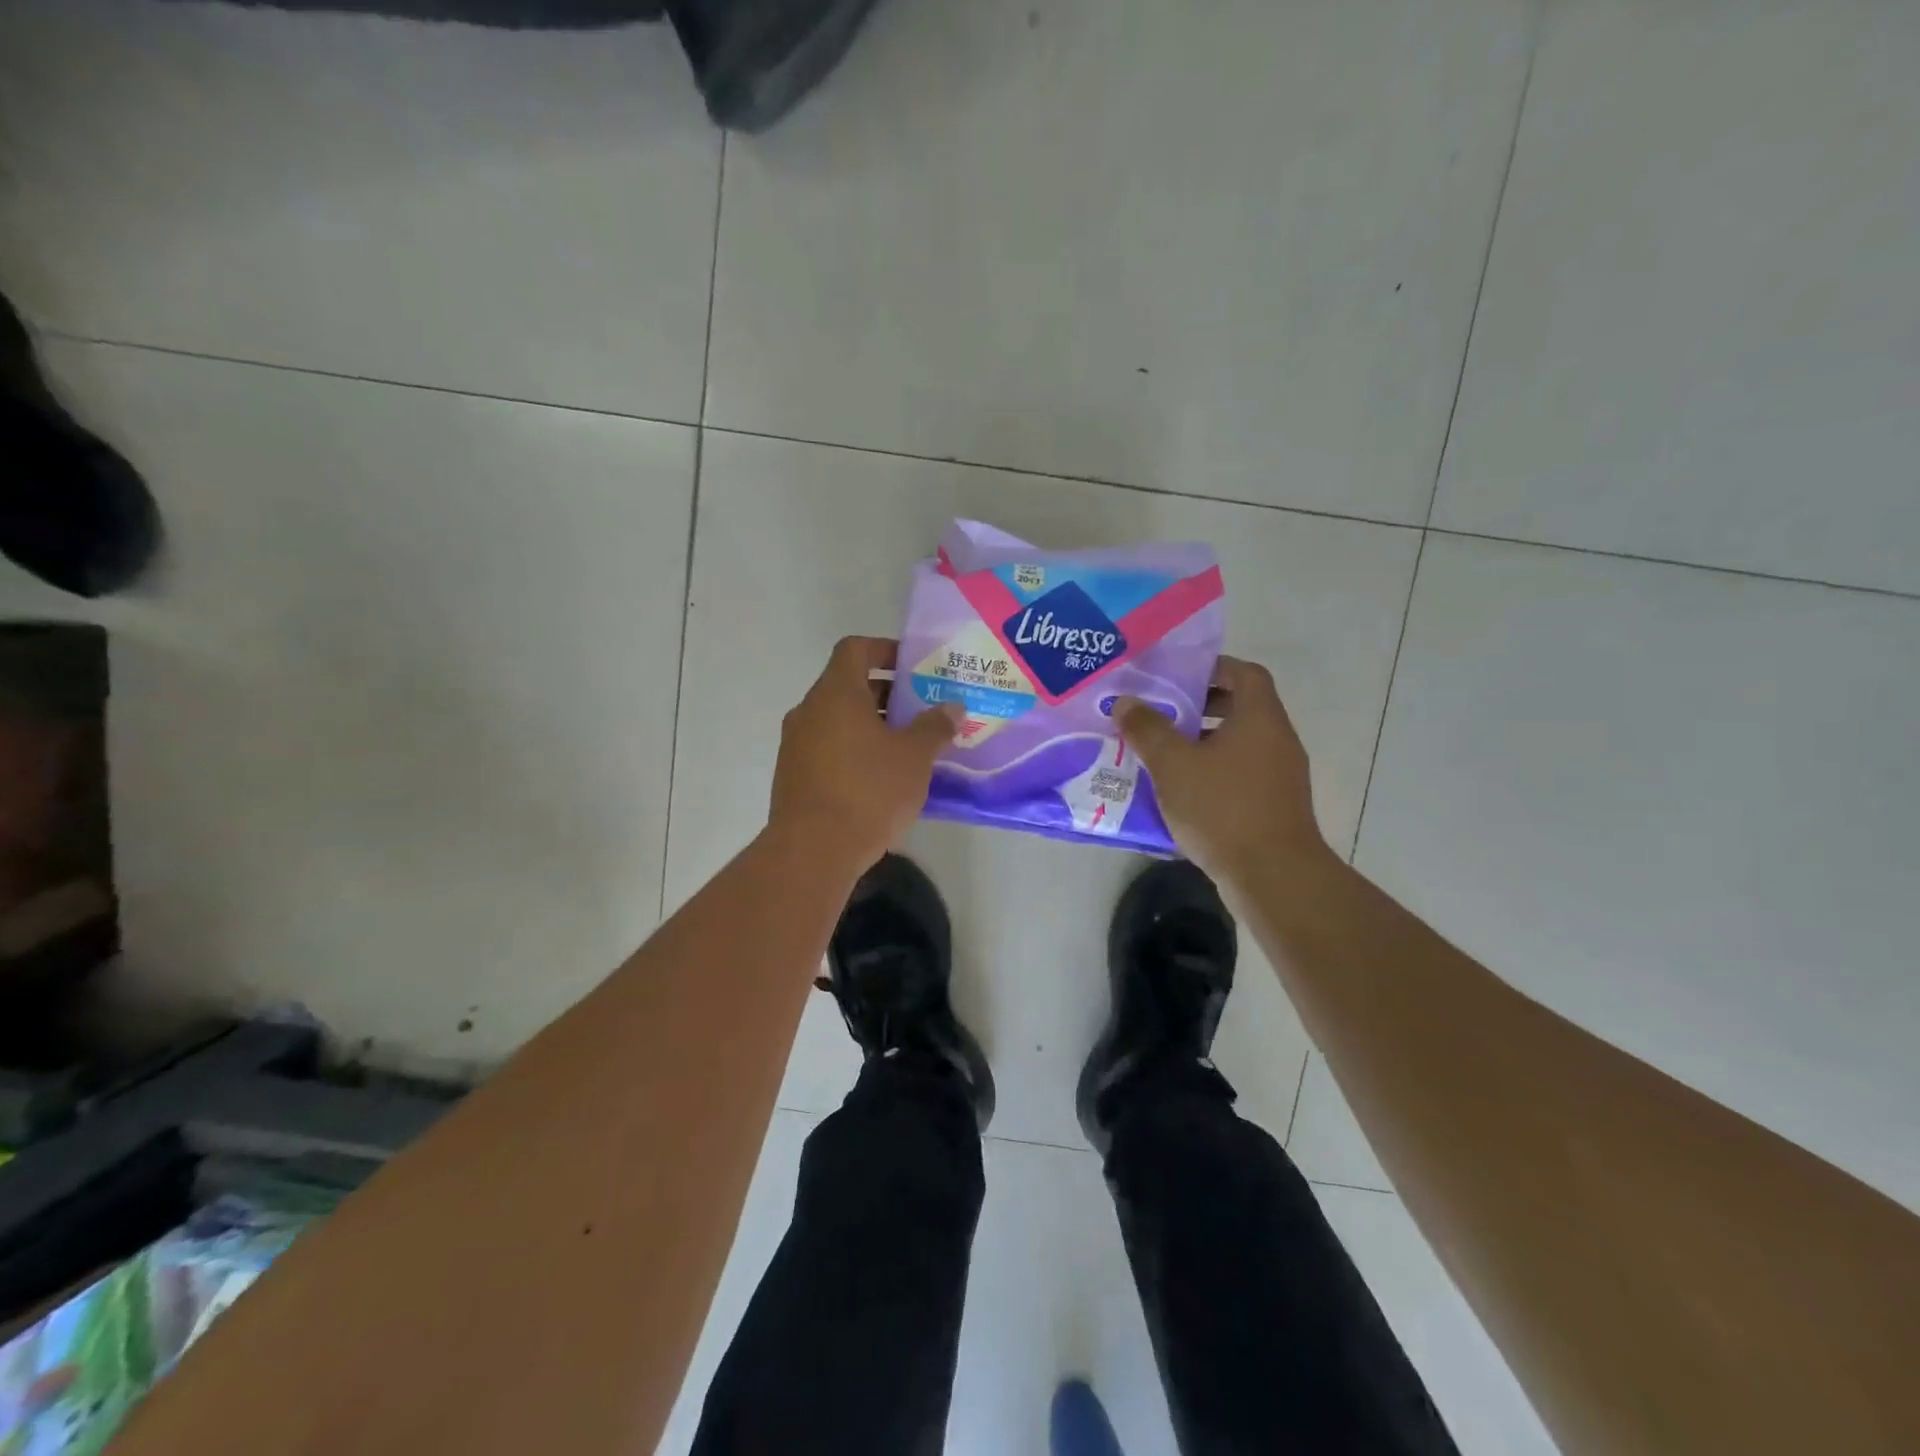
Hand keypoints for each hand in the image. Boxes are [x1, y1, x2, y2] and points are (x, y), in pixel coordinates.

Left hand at [768, 636, 962, 869]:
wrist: (813, 850)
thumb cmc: (868, 791)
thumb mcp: (914, 757)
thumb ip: (935, 726)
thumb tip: (953, 707)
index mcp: (835, 694)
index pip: (855, 649)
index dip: (884, 649)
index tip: (913, 665)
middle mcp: (809, 711)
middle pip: (848, 686)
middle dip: (887, 694)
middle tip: (923, 709)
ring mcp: (796, 745)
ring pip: (838, 721)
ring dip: (872, 726)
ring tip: (909, 746)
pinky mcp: (793, 776)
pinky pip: (829, 749)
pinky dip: (855, 751)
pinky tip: (883, 778)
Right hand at [1115, 656, 1332, 881]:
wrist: (1273, 875)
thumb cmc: (1223, 808)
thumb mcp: (1173, 765)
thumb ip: (1148, 729)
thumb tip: (1126, 702)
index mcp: (1259, 718)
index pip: (1244, 672)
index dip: (1212, 667)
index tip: (1176, 677)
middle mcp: (1277, 739)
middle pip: (1241, 707)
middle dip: (1200, 707)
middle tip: (1161, 714)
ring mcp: (1281, 775)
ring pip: (1239, 744)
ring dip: (1203, 743)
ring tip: (1163, 753)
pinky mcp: (1276, 806)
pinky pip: (1241, 774)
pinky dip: (1214, 772)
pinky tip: (1182, 792)